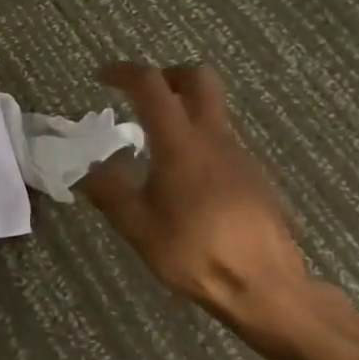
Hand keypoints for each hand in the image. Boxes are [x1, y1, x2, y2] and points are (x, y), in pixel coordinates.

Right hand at [83, 63, 319, 338]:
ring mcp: (241, 155)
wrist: (265, 286)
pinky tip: (184, 183)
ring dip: (183, 111)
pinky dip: (198, 142)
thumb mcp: (138, 228)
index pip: (151, 86)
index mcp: (181, 144)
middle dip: (166, 75)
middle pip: (198, 78)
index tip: (102, 78)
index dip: (124, 73)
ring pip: (213, 110)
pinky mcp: (254, 175)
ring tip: (154, 149)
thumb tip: (93, 168)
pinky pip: (222, 141)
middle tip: (141, 96)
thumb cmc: (195, 254)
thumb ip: (110, 192)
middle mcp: (215, 138)